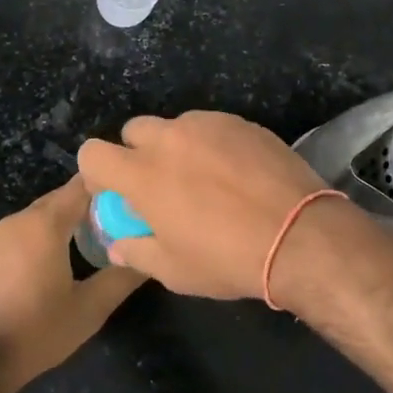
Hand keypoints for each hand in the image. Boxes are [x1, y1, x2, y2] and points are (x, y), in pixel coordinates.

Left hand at [0, 176, 144, 392]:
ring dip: (56, 229)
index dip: (105, 188)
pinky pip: (12, 239)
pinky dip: (30, 246)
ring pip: (33, 221)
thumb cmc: (36, 331)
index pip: (81, 186)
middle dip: (83, 210)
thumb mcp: (89, 310)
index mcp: (45, 224)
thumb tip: (149, 259)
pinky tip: (37, 274)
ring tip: (78, 251)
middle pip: (56, 202)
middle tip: (109, 229)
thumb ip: (121, 279)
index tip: (126, 200)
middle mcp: (16, 220)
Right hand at [77, 111, 328, 300]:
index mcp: (142, 174)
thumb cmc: (228, 258)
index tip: (114, 192)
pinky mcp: (240, 121)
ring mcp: (207, 124)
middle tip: (161, 185)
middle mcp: (168, 139)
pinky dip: (211, 144)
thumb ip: (137, 252)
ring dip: (176, 147)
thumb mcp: (175, 271)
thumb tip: (120, 244)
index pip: (92, 153)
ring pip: (175, 126)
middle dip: (137, 153)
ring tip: (205, 179)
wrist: (300, 235)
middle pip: (133, 131)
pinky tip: (236, 173)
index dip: (97, 172)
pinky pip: (211, 126)